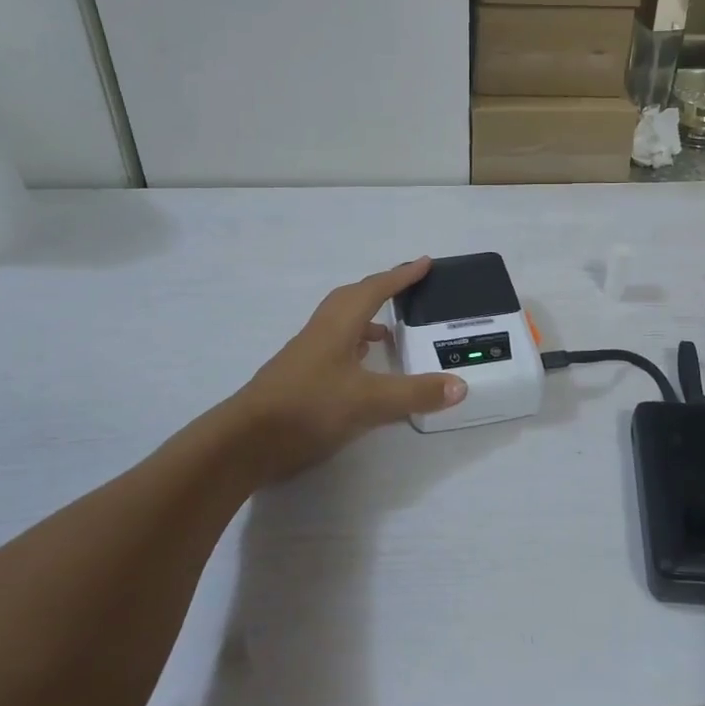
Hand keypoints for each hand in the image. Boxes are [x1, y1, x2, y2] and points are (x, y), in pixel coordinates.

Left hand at [226, 259, 466, 481]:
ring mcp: (306, 355)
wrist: (244, 442)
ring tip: (391, 333)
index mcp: (337, 326)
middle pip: (352, 298)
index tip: (424, 263)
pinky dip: (355, 347)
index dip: (401, 276)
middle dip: (381, 290)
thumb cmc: (306, 408)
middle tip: (408, 290)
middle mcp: (321, 333)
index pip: (374, 290)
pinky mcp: (299, 378)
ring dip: (366, 320)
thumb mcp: (368, 402)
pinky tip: (363, 369)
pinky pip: (334, 348)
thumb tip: (460, 385)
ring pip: (341, 324)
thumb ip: (415, 393)